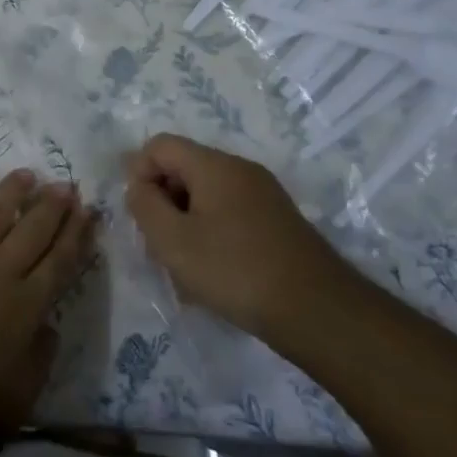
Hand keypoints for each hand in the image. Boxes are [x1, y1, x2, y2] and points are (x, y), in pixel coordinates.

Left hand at [0, 169, 94, 456]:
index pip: (60, 261)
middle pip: (31, 229)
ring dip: (11, 192)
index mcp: (25, 306)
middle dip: (52, 204)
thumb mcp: (21, 399)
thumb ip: (40, 357)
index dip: (77, 234)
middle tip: (65, 184)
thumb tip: (49, 325)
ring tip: (26, 175)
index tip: (88, 211)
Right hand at [124, 133, 349, 344]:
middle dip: (163, 201)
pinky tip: (214, 272)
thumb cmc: (234, 270)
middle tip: (160, 245)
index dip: (139, 173)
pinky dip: (211, 233)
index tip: (141, 215)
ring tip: (185, 266)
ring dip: (186, 222)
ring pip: (206, 195)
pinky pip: (229, 213)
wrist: (317, 311)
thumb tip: (139, 186)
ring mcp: (264, 194)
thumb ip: (144, 205)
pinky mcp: (277, 220)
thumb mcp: (172, 240)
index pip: (160, 145)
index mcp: (214, 165)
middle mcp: (241, 170)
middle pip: (184, 169)